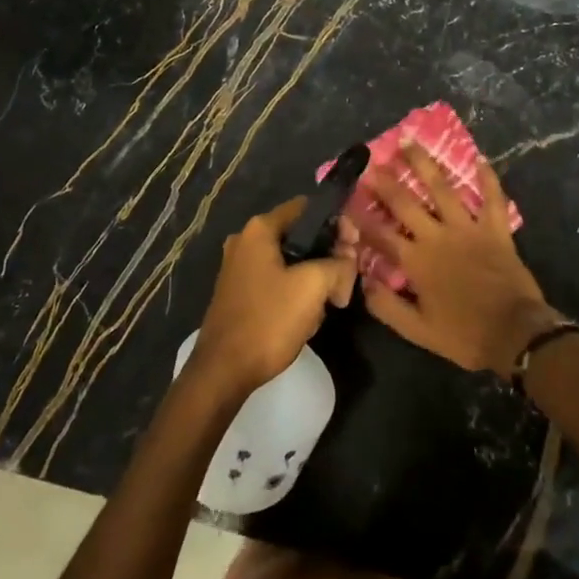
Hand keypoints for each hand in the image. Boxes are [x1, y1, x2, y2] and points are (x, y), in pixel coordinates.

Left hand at [189, 198, 357, 399]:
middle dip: (327, 255)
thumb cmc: (268, 320)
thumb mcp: (313, 286)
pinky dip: (295, 292)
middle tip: (346, 280)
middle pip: (300, 235)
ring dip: (314, 278)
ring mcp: (239, 267)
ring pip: (291, 261)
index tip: (354, 247)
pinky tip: (307, 316)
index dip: (336, 223)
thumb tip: (347, 260)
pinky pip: (277, 281)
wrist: (224, 370)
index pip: (308, 208)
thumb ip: (338, 264)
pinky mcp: (240, 292)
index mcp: (260, 229)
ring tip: (328, 303)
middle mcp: (245, 240)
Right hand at [358, 143, 564, 374]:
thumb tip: (363, 282)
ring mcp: (469, 229)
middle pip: (406, 202)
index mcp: (416, 261)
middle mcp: (438, 237)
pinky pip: (493, 198)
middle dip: (386, 181)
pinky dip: (488, 177)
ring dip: (425, 164)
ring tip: (410, 142)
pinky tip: (480, 158)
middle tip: (372, 161)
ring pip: (443, 189)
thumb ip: (387, 307)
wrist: (515, 334)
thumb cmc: (464, 335)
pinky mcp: (496, 230)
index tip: (348, 199)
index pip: (381, 234)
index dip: (362, 216)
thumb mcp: (418, 331)